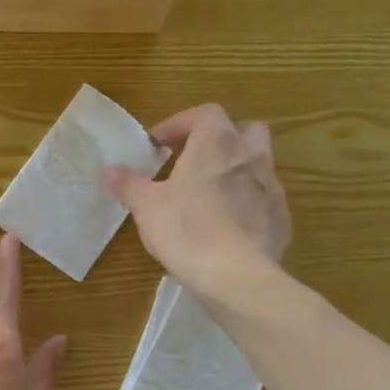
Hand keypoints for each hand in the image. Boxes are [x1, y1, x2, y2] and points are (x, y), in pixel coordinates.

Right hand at [103, 103, 291, 301]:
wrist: (237, 276)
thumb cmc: (187, 230)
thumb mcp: (146, 207)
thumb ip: (128, 184)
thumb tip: (108, 170)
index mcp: (217, 143)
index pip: (205, 114)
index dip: (180, 123)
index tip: (159, 144)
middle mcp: (251, 156)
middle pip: (244, 131)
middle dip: (220, 140)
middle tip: (195, 161)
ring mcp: (272, 187)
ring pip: (257, 165)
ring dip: (235, 172)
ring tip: (210, 196)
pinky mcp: (282, 219)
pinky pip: (264, 201)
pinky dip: (248, 204)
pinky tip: (229, 227)